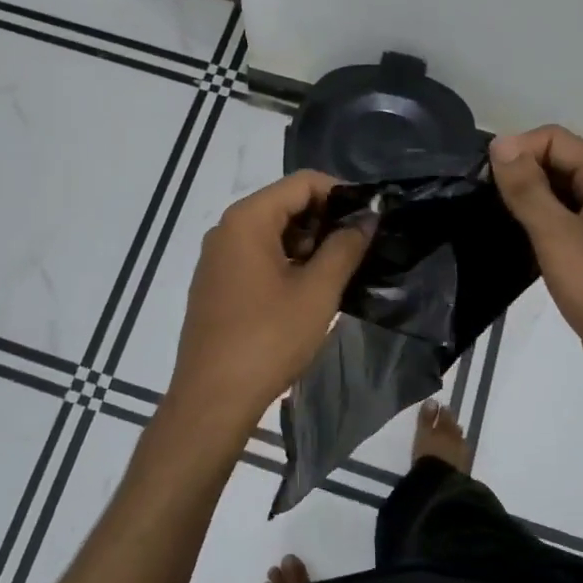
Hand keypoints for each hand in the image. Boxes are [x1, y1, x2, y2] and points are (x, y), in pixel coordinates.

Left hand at [165, 170, 374, 443]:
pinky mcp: (216, 283)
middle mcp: (226, 229)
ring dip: (308, 244)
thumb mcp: (317, 291)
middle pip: (285, 204)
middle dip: (325, 220)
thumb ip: (345, 247)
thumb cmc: (268, 339)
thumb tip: (367, 218)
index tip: (371, 218)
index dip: (341, 193)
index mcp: (247, 219)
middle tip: (359, 248)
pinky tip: (307, 290)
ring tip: (339, 272)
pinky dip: (286, 262)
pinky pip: (257, 256)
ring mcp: (217, 257)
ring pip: (272, 232)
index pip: (302, 183)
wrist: (211, 400)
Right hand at [489, 126, 582, 412]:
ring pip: (559, 196)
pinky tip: (514, 245)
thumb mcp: (558, 235)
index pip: (554, 139)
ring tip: (490, 220)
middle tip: (480, 200)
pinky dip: (538, 227)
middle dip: (520, 174)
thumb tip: (500, 143)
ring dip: (527, 201)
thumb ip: (527, 188)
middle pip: (558, 163)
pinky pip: (563, 226)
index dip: (517, 150)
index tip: (482, 179)